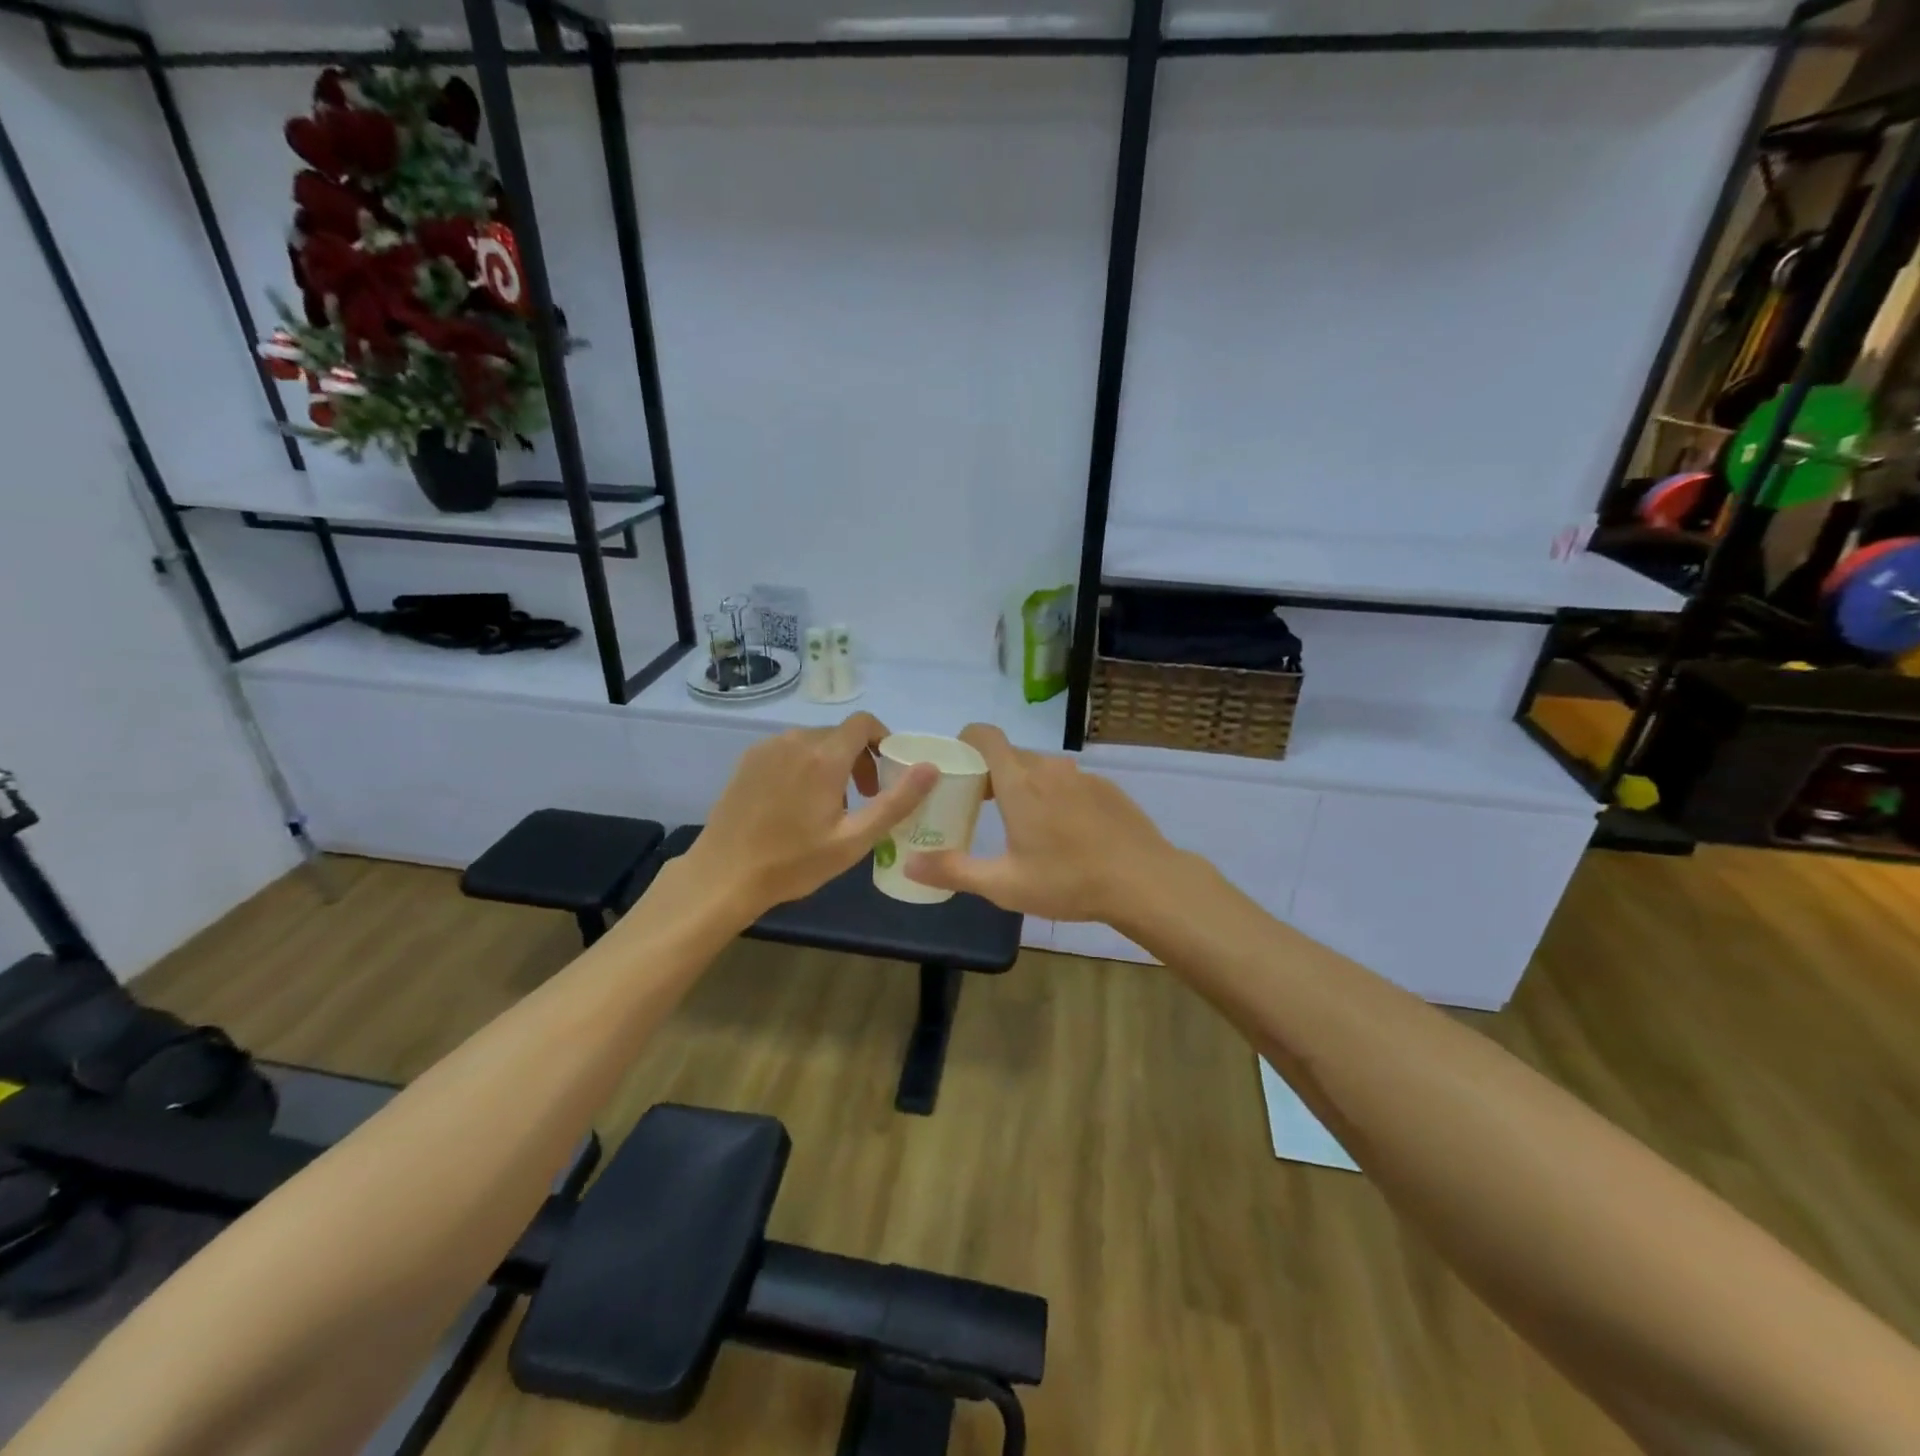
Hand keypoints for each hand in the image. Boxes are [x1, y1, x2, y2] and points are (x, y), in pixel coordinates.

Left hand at [685, 713, 937, 920]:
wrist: (723, 875)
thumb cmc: (793, 862)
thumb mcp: (854, 840)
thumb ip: (897, 801)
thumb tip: (931, 768)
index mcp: (824, 757)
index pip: (863, 723)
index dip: (883, 739)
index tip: (888, 770)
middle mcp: (795, 740)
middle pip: (840, 734)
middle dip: (860, 758)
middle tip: (864, 798)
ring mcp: (767, 748)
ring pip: (813, 742)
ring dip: (832, 763)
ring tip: (831, 806)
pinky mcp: (748, 760)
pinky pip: (789, 751)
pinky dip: (805, 766)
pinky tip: (798, 804)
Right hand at [906, 723, 1179, 924]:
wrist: (1144, 880)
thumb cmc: (1068, 880)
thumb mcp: (1004, 885)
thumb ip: (954, 871)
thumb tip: (909, 864)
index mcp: (1019, 783)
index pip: (985, 736)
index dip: (965, 740)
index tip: (956, 763)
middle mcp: (1049, 768)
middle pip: (1010, 755)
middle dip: (991, 772)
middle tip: (981, 806)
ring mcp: (1081, 776)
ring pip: (1041, 769)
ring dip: (1025, 785)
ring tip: (1023, 823)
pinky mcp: (1106, 788)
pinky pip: (1069, 781)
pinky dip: (1056, 795)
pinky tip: (1066, 832)